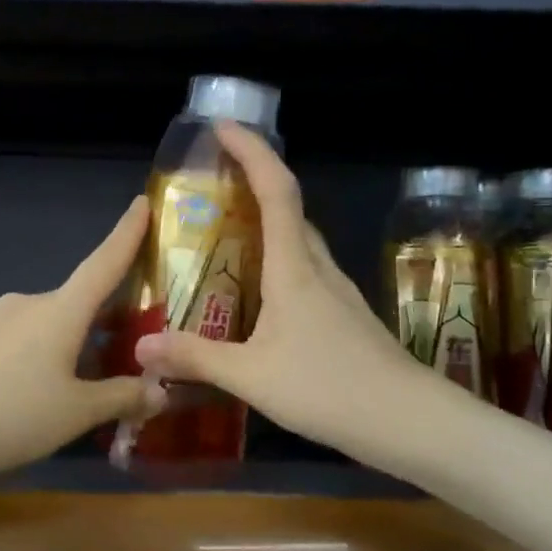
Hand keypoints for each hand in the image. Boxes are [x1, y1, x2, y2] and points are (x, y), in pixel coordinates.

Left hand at [0, 196, 160, 493]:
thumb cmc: (10, 414)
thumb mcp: (76, 412)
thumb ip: (122, 398)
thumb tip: (161, 392)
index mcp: (60, 310)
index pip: (104, 262)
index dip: (127, 234)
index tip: (142, 202)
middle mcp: (28, 304)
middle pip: (78, 303)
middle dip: (108, 320)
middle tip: (136, 346)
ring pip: (50, 327)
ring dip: (76, 345)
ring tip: (95, 383)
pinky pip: (23, 343)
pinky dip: (45, 358)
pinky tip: (44, 395)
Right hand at [133, 122, 442, 464]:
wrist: (411, 423)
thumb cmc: (330, 388)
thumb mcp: (251, 376)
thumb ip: (194, 358)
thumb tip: (140, 346)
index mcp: (294, 267)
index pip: (276, 190)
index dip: (251, 151)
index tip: (223, 127)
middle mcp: (318, 268)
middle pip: (289, 208)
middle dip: (254, 181)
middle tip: (212, 183)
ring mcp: (336, 292)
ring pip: (298, 241)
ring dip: (265, 222)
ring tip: (225, 233)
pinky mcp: (344, 317)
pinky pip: (304, 271)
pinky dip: (276, 261)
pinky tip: (256, 295)